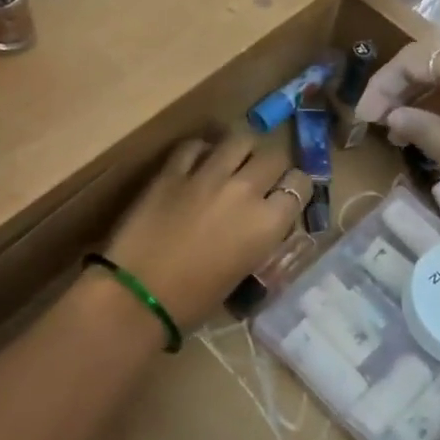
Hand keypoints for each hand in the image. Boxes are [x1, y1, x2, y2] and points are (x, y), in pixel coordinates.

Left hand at [101, 132, 310, 329]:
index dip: (295, 189)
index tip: (285, 196)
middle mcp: (244, 190)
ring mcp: (207, 175)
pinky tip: (197, 163)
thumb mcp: (243, 272)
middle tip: (261, 179)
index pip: (301, 185)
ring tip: (234, 161)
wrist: (138, 295)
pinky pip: (195, 145)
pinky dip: (201, 151)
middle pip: (274, 156)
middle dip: (272, 166)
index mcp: (267, 223)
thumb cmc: (194, 301)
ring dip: (242, 149)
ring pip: (240, 138)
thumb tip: (261, 222)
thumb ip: (259, 238)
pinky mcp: (172, 170)